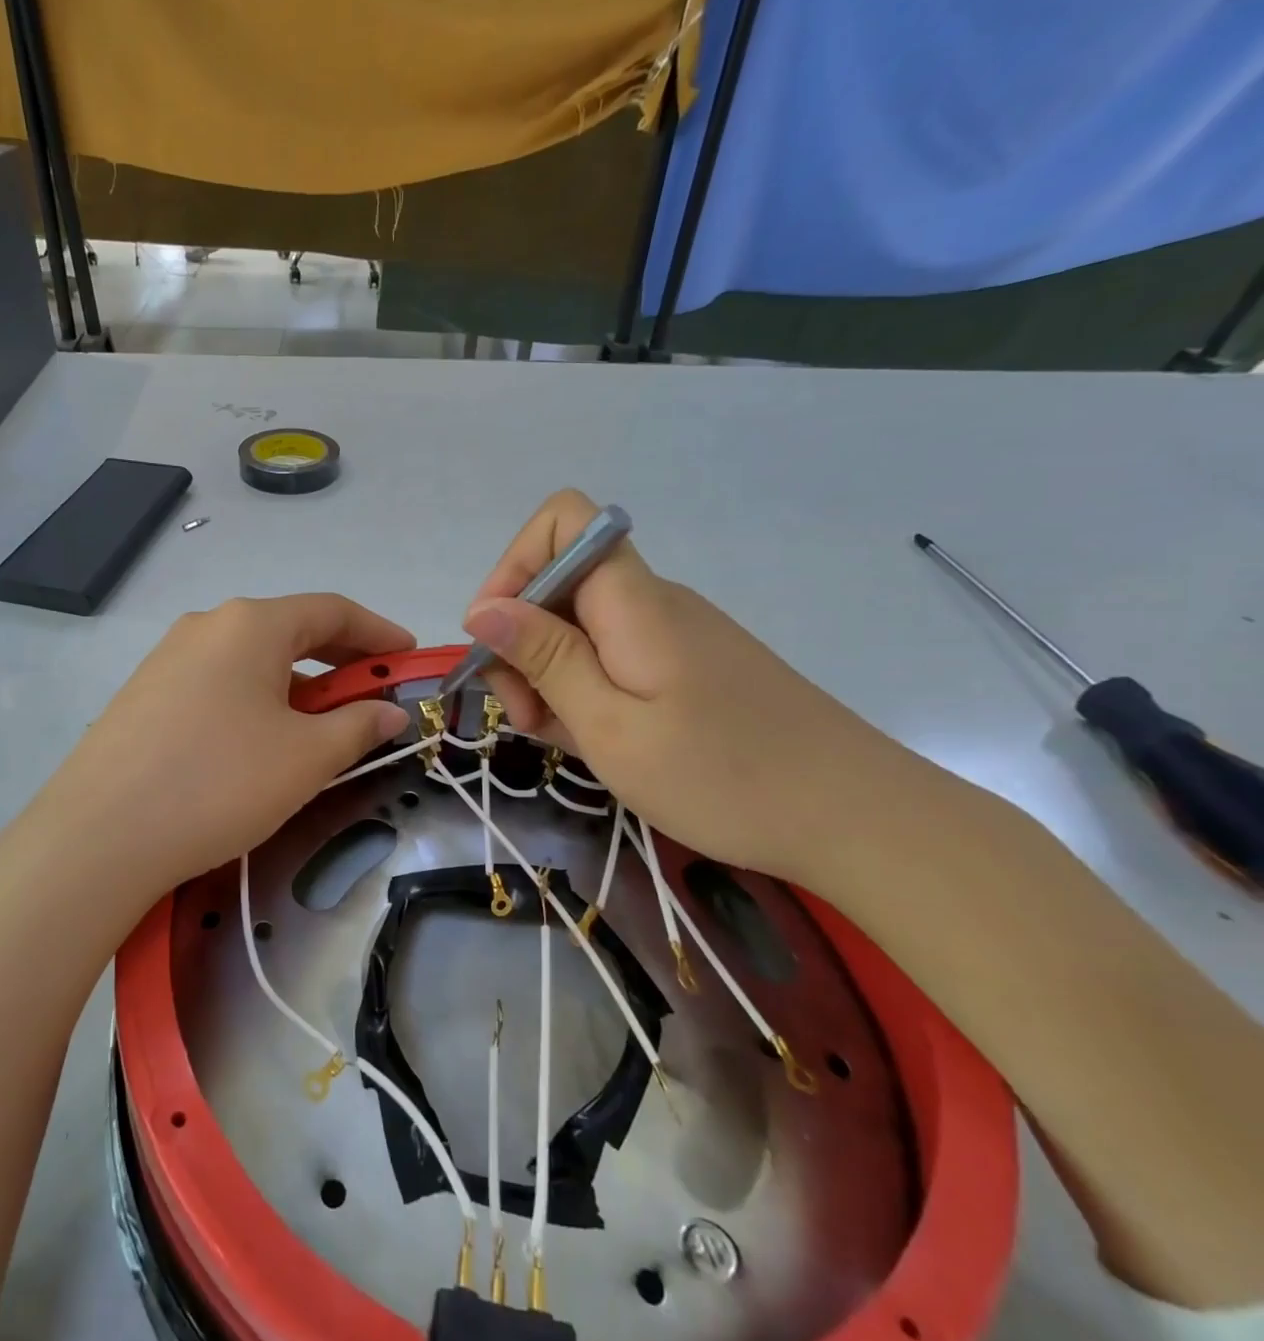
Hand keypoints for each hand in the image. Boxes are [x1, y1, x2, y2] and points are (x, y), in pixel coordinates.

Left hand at [17, 595, 412, 908]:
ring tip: (318, 726)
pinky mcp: (144, 693)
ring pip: (250, 659)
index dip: (378, 632)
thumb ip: (357, 726)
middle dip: (338, 659)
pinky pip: (217, 683)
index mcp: (251, 624)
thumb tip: (389, 712)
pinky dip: (255, 699)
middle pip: (289, 630)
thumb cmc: (221, 782)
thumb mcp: (306, 757)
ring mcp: (168, 657)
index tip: (407, 657)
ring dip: (295, 683)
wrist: (101, 834)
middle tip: (371, 692)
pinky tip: (258, 741)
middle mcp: (207, 625)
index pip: (332, 610)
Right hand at [464, 490, 931, 884]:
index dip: (512, 566)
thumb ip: (545, 658)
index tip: (495, 638)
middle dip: (521, 644)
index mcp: (632, 600)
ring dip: (550, 677)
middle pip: (559, 585)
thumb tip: (483, 609)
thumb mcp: (610, 725)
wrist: (858, 818)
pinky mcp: (687, 667)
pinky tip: (599, 742)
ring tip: (564, 741)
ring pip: (581, 629)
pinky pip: (613, 659)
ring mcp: (672, 635)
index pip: (561, 522)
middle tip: (527, 718)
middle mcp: (650, 602)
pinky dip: (586, 693)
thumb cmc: (723, 775)